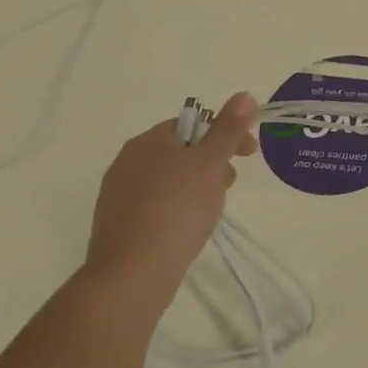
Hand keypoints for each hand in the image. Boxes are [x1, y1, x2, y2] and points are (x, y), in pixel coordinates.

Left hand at [83, 91, 260, 308]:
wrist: (134, 272)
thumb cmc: (177, 208)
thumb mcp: (211, 162)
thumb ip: (228, 129)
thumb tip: (244, 94)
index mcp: (147, 142)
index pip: (192, 124)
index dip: (225, 134)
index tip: (249, 154)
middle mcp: (127, 162)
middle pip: (181, 151)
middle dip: (212, 163)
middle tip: (230, 184)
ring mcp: (118, 196)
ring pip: (170, 180)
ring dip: (197, 186)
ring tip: (212, 210)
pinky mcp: (119, 225)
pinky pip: (157, 205)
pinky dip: (179, 208)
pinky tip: (189, 228)